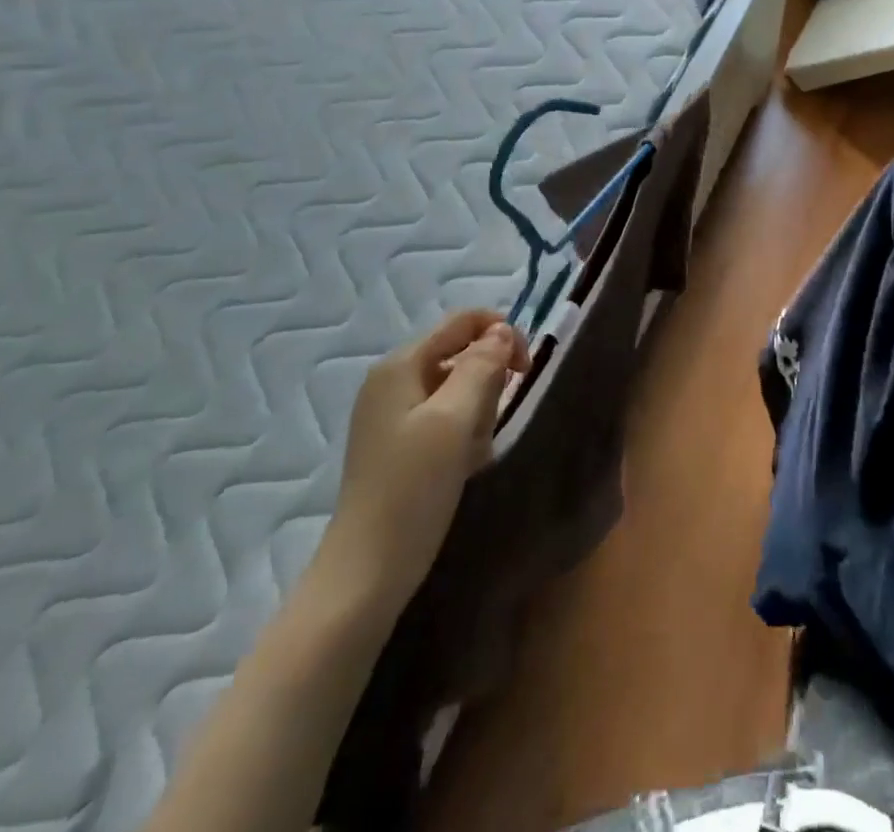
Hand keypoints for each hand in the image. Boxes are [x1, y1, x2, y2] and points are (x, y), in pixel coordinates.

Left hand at [320, 310, 529, 601]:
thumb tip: (502, 331)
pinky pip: (445, 418)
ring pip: (457, 388)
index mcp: (400, 365)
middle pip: (460, 353)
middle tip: (492, 421)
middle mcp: (392, 381)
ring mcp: (392, 414)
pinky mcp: (399, 444)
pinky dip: (464, 433)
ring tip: (476, 451)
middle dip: (488, 381)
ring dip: (478, 412)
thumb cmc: (413, 488)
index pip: (462, 322)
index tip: (526, 368)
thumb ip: (482, 367)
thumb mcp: (455, 420)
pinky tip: (465, 465)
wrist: (368, 572)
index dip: (501, 333)